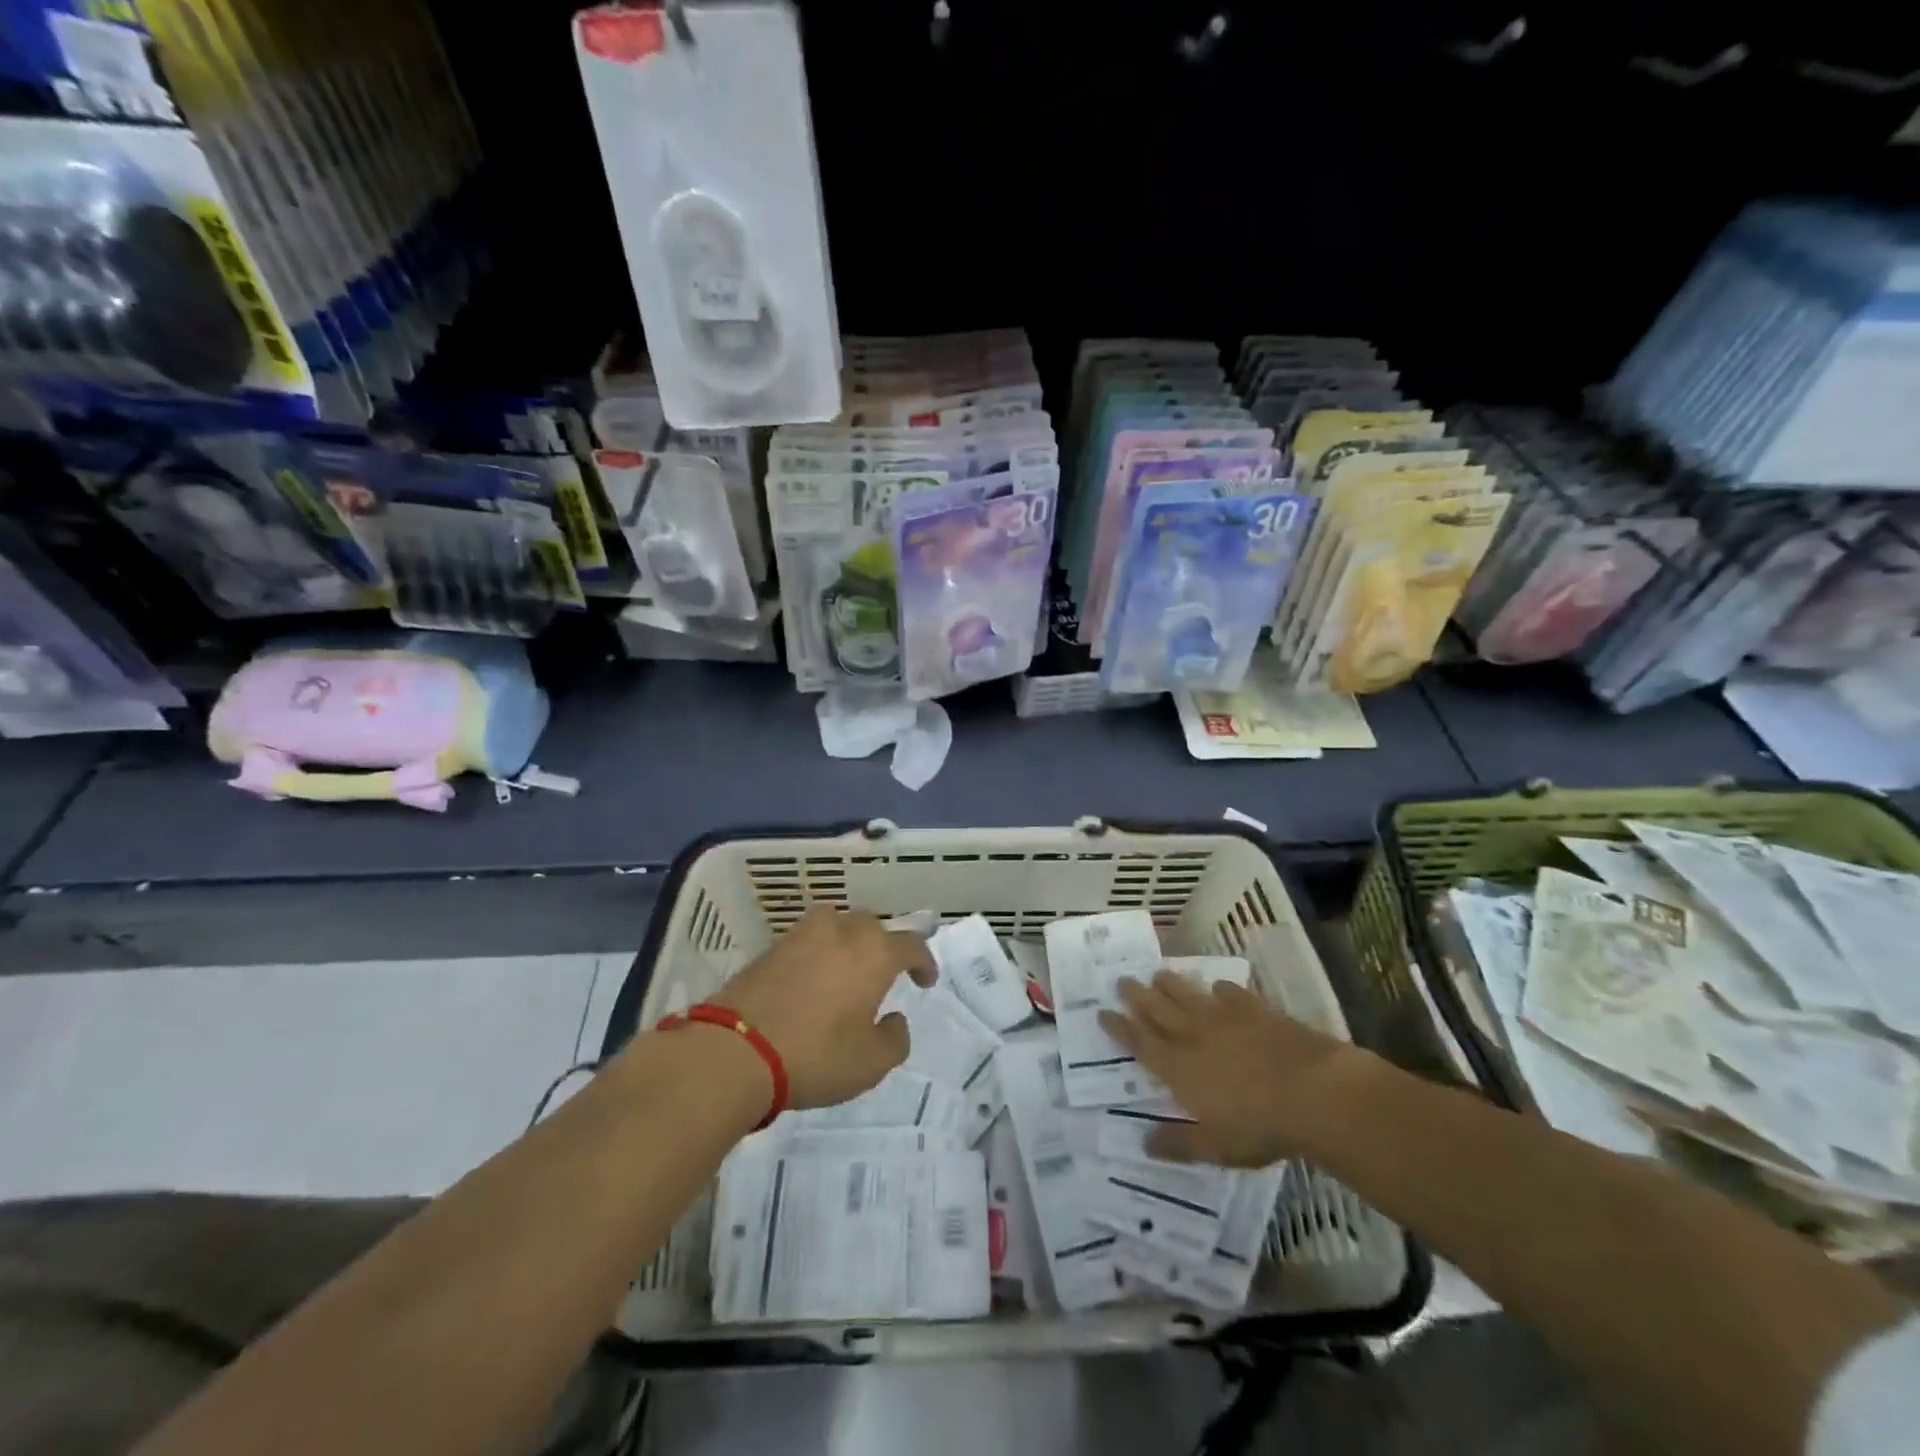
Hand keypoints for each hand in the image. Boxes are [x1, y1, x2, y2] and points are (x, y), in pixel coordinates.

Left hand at [711, 906, 935, 1109]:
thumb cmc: (815, 1055)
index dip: (923, 961)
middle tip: (884, 973)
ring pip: (837, 924)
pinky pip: (808, 940)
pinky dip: (817, 952)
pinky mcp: (771, 947)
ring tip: (846, 967)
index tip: (925, 981)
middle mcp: (842, 931)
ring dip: (848, 941)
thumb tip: (892, 1019)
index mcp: (875, 953)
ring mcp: (803, 934)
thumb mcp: (870, 1063)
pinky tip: (812, 977)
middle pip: (873, 926)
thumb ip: (894, 1039)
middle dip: (884, 946)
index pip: (911, 945)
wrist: (735, 1050)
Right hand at [1098, 972, 1368, 1166]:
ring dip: (1169, 984)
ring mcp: (1223, 1017)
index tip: (1102, 1013)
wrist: (1313, 1091)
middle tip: (1122, 981)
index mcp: (1178, 1068)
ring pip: (1187, 993)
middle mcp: (1193, 1035)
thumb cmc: (1260, 1126)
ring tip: (1157, 974)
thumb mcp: (1216, 1147)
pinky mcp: (1253, 1009)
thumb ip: (1179, 1143)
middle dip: (1136, 995)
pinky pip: (1228, 992)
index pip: (1139, 1043)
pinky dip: (1217, 988)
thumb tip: (1143, 1144)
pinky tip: (1216, 987)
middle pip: (1157, 1009)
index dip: (1119, 1028)